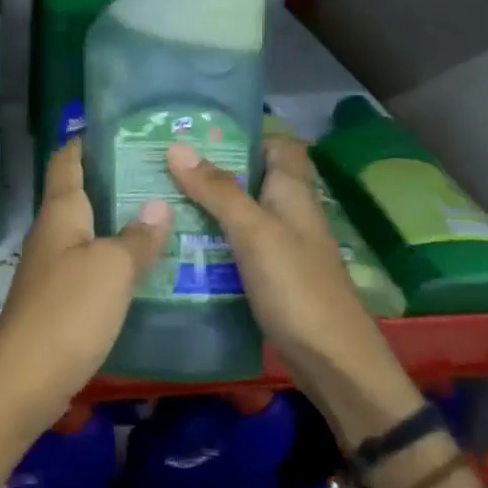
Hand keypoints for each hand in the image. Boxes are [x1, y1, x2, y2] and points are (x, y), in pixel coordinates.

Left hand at [0, 140, 171, 431]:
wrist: (27, 378)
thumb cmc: (69, 311)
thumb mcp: (112, 268)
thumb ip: (137, 236)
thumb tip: (157, 205)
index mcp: (60, 213)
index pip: (67, 160)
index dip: (87, 140)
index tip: (122, 127)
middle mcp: (52, 233)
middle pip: (80, 193)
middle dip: (115, 179)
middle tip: (163, 171)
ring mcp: (54, 268)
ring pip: (89, 231)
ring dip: (120, 220)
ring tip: (165, 212)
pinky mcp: (60, 299)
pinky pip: (92, 265)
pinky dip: (117, 257)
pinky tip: (147, 264)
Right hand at [166, 134, 421, 444]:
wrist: (330, 359)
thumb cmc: (296, 286)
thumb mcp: (254, 231)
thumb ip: (217, 190)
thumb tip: (177, 146)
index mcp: (293, 190)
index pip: (274, 142)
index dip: (241, 131)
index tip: (194, 128)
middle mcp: (288, 211)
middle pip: (250, 177)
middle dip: (211, 168)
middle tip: (160, 161)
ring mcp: (279, 244)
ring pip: (239, 212)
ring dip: (205, 204)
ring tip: (157, 196)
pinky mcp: (268, 273)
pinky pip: (235, 243)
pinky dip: (210, 238)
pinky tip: (177, 242)